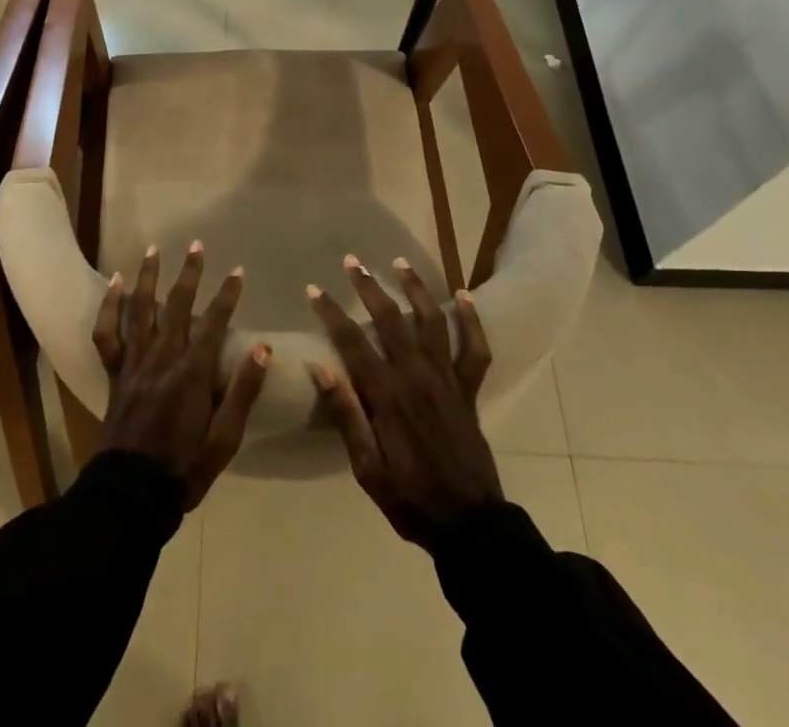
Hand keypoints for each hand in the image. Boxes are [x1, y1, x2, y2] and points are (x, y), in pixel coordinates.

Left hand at [95, 241, 269, 508]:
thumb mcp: (225, 439)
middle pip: (178, 305)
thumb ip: (243, 392)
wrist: (130, 495)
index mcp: (192, 373)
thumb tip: (264, 349)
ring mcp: (135, 362)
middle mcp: (162, 357)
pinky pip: (107, 333)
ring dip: (148, 276)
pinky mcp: (115, 372)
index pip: (215, 322)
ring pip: (140, 309)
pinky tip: (115, 284)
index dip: (227, 294)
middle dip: (189, 272)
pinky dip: (109, 306)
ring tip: (153, 248)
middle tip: (196, 244)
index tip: (238, 271)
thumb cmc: (184, 468)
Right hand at [306, 255, 500, 547]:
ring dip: (414, 288)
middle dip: (369, 287)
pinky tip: (463, 295)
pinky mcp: (469, 389)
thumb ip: (346, 415)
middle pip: (390, 319)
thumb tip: (320, 368)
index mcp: (387, 396)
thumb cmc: (411, 499)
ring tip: (399, 262)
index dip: (331, 313)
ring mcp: (447, 379)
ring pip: (431, 321)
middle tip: (352, 262)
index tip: (314, 289)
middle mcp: (417, 376)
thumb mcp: (367, 469)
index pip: (352, 342)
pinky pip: (474, 348)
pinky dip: (471, 320)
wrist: (470, 526)